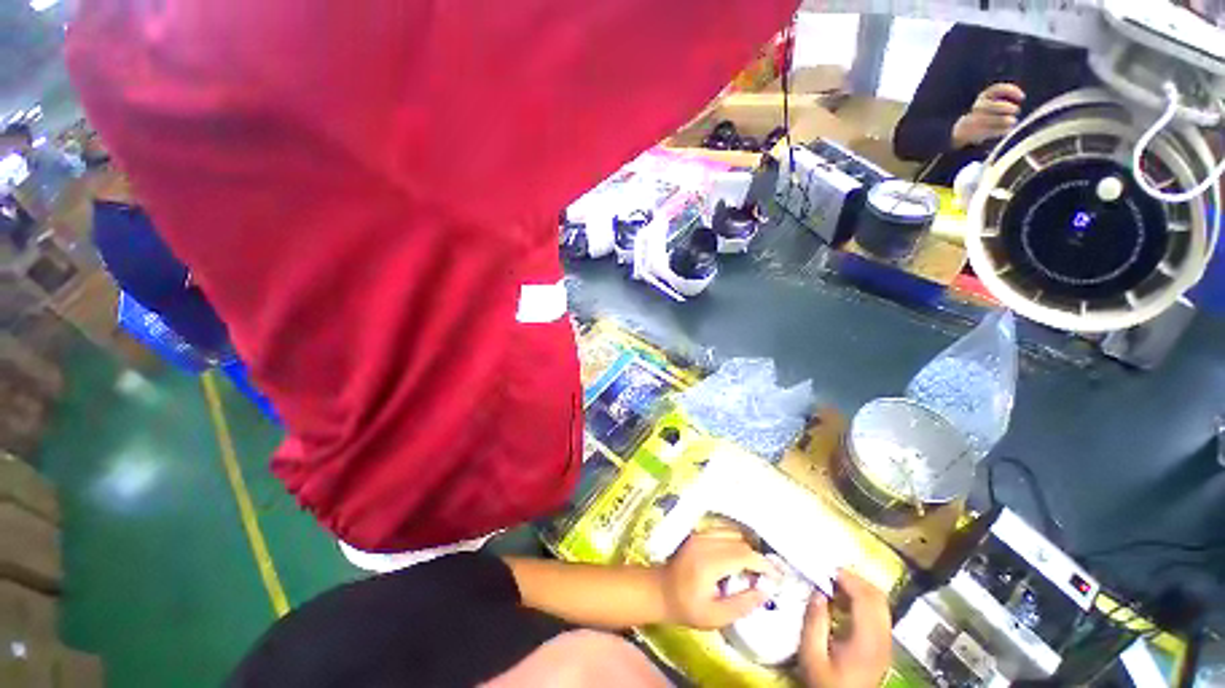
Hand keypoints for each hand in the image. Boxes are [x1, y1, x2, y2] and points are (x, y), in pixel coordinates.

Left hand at [660, 530, 779, 629]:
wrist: (654, 592)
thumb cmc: (683, 608)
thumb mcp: (713, 617)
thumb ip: (741, 606)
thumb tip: (765, 592)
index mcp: (709, 563)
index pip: (747, 556)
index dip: (765, 566)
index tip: (776, 578)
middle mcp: (705, 544)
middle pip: (744, 545)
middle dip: (757, 560)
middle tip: (762, 578)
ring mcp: (700, 536)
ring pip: (737, 536)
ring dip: (747, 551)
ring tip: (749, 570)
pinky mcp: (698, 534)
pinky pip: (726, 533)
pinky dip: (736, 544)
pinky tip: (735, 560)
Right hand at [799, 570, 891, 687]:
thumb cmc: (824, 684)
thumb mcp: (811, 658)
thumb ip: (814, 625)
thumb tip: (817, 595)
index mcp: (867, 635)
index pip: (865, 597)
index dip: (850, 579)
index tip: (831, 571)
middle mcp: (883, 633)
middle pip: (878, 597)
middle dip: (858, 582)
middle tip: (834, 578)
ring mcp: (887, 639)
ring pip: (882, 605)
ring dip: (863, 593)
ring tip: (838, 592)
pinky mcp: (885, 645)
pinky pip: (881, 616)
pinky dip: (866, 606)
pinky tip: (848, 611)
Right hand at [951, 83, 1024, 147]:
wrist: (967, 129)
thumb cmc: (989, 117)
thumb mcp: (994, 104)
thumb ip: (1006, 100)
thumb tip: (1021, 97)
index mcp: (985, 96)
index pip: (996, 90)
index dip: (1009, 90)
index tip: (1022, 95)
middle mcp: (980, 105)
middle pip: (990, 104)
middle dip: (1003, 106)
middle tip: (1016, 109)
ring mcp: (978, 118)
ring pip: (988, 117)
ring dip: (1001, 118)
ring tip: (1013, 121)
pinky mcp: (978, 130)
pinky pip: (989, 130)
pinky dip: (999, 130)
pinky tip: (1008, 130)